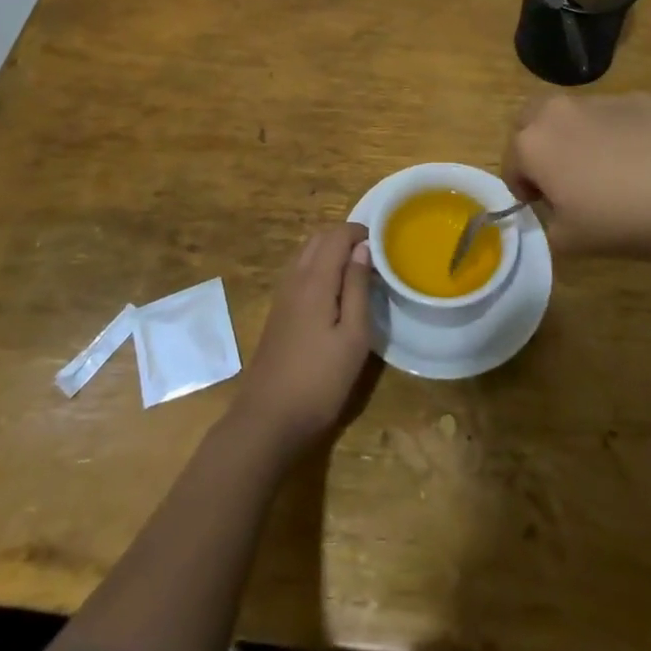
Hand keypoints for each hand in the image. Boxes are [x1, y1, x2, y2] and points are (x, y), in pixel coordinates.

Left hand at [232, 224, 373, 457]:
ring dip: (330, 250)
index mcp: (315, 280)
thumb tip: (362, 248)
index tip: (383, 243)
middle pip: (318, 239)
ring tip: (356, 271)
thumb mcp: (353, 336)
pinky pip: (299, 271)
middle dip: (345, 237)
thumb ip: (357, 287)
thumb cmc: (320, 380)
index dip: (360, 231)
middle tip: (372, 255)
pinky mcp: (277, 312)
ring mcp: (282, 295)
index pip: (337, 235)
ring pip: (306, 253)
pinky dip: (318, 266)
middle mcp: (294, 278)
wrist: (268, 419)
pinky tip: (333, 291)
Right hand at [503, 93, 650, 262]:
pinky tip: (640, 162)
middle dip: (536, 144)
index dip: (522, 187)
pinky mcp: (638, 99)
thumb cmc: (617, 222)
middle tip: (560, 177)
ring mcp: (600, 100)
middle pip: (531, 120)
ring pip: (572, 115)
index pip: (511, 163)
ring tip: (605, 170)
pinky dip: (615, 133)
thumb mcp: (567, 242)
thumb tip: (554, 212)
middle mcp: (558, 111)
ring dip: (574, 136)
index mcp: (532, 143)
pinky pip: (613, 116)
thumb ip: (546, 224)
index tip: (542, 205)